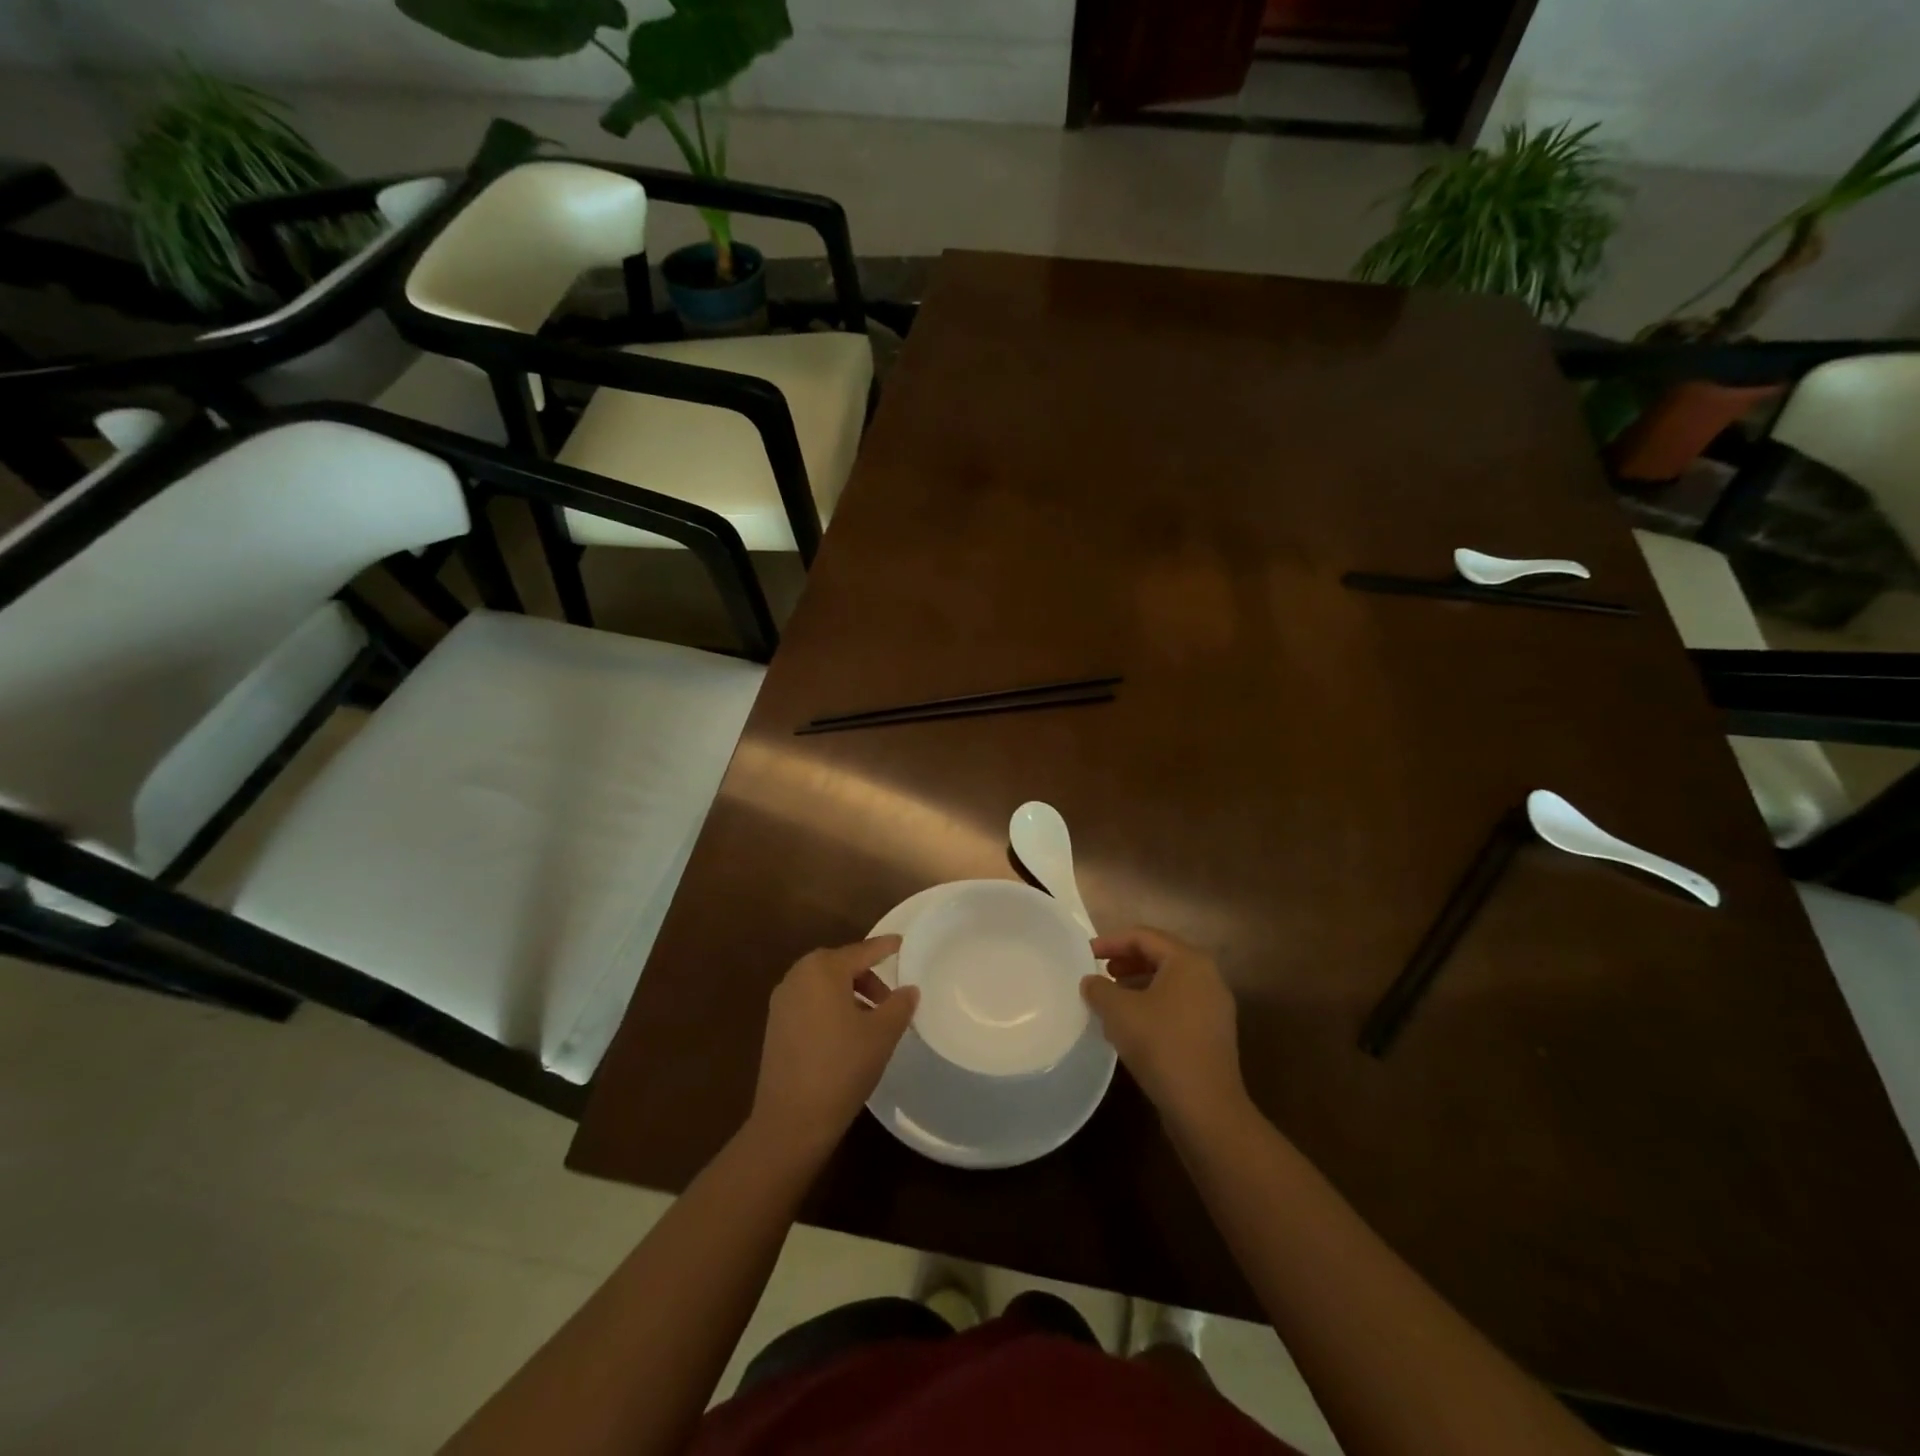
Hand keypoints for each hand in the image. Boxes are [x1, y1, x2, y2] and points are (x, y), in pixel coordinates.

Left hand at [748, 937, 917, 1159]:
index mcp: (823, 969)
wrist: (791, 1121)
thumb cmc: (842, 1067)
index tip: (903, 943)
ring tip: (871, 1020)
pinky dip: (831, 1007)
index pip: (863, 951)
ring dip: (850, 994)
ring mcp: (782, 1001)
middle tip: (890, 999)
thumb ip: (899, 1005)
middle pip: (841, 965)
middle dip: (868, 976)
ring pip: (824, 985)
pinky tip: (846, 1035)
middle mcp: (798, 976)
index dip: (886, 947)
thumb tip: (909, 989)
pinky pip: (810, 1002)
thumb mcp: (882, 1034)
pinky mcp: (775, 1025)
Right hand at [1082, 927, 1246, 1126]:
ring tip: (1112, 997)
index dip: (1111, 941)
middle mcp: (1207, 976)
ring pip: (1169, 982)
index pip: (1144, 937)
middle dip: (1127, 960)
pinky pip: (1178, 1004)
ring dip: (1138, 983)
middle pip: (1160, 956)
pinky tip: (1132, 1024)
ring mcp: (1214, 1006)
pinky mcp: (1213, 1033)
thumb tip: (1090, 982)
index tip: (1085, 954)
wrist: (1206, 1107)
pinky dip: (1153, 1004)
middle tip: (1101, 971)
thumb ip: (1099, 988)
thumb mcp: (1118, 1012)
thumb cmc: (1161, 1046)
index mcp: (1188, 961)